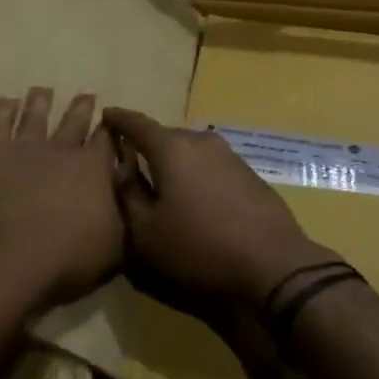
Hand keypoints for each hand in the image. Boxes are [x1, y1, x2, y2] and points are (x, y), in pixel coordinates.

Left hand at [0, 88, 123, 313]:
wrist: (4, 264)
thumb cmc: (65, 262)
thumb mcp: (115, 246)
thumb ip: (124, 213)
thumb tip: (131, 190)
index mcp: (94, 169)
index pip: (107, 140)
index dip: (111, 129)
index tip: (113, 118)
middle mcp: (62, 150)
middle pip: (74, 121)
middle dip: (82, 107)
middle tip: (87, 92)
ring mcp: (24, 148)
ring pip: (36, 116)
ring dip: (41, 101)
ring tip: (43, 89)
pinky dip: (4, 110)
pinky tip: (6, 101)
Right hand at [104, 108, 337, 306]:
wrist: (272, 263)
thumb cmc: (199, 247)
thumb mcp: (146, 230)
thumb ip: (128, 192)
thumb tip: (121, 166)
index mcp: (172, 148)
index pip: (137, 123)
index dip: (119, 119)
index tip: (105, 115)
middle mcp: (201, 141)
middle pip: (165, 136)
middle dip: (146, 145)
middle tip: (130, 161)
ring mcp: (229, 155)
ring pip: (190, 150)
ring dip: (173, 161)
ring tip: (161, 181)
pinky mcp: (248, 173)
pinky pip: (210, 164)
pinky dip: (195, 173)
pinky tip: (193, 196)